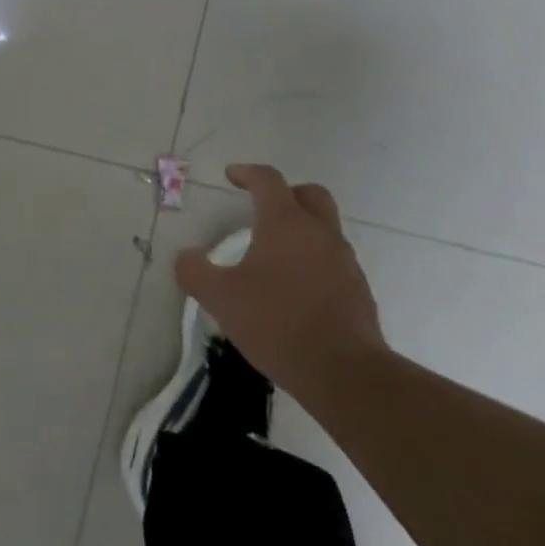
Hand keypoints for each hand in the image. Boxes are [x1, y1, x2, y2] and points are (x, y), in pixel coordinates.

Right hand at [176, 164, 386, 400]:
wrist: (343, 372)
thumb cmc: (276, 323)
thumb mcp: (220, 298)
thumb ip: (195, 272)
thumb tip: (186, 256)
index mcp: (285, 223)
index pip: (268, 180)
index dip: (247, 173)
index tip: (231, 176)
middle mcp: (319, 233)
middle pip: (310, 194)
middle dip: (286, 193)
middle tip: (263, 208)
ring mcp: (344, 261)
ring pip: (325, 228)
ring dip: (301, 230)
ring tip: (274, 256)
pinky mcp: (358, 290)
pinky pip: (334, 260)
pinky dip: (314, 261)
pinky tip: (295, 289)